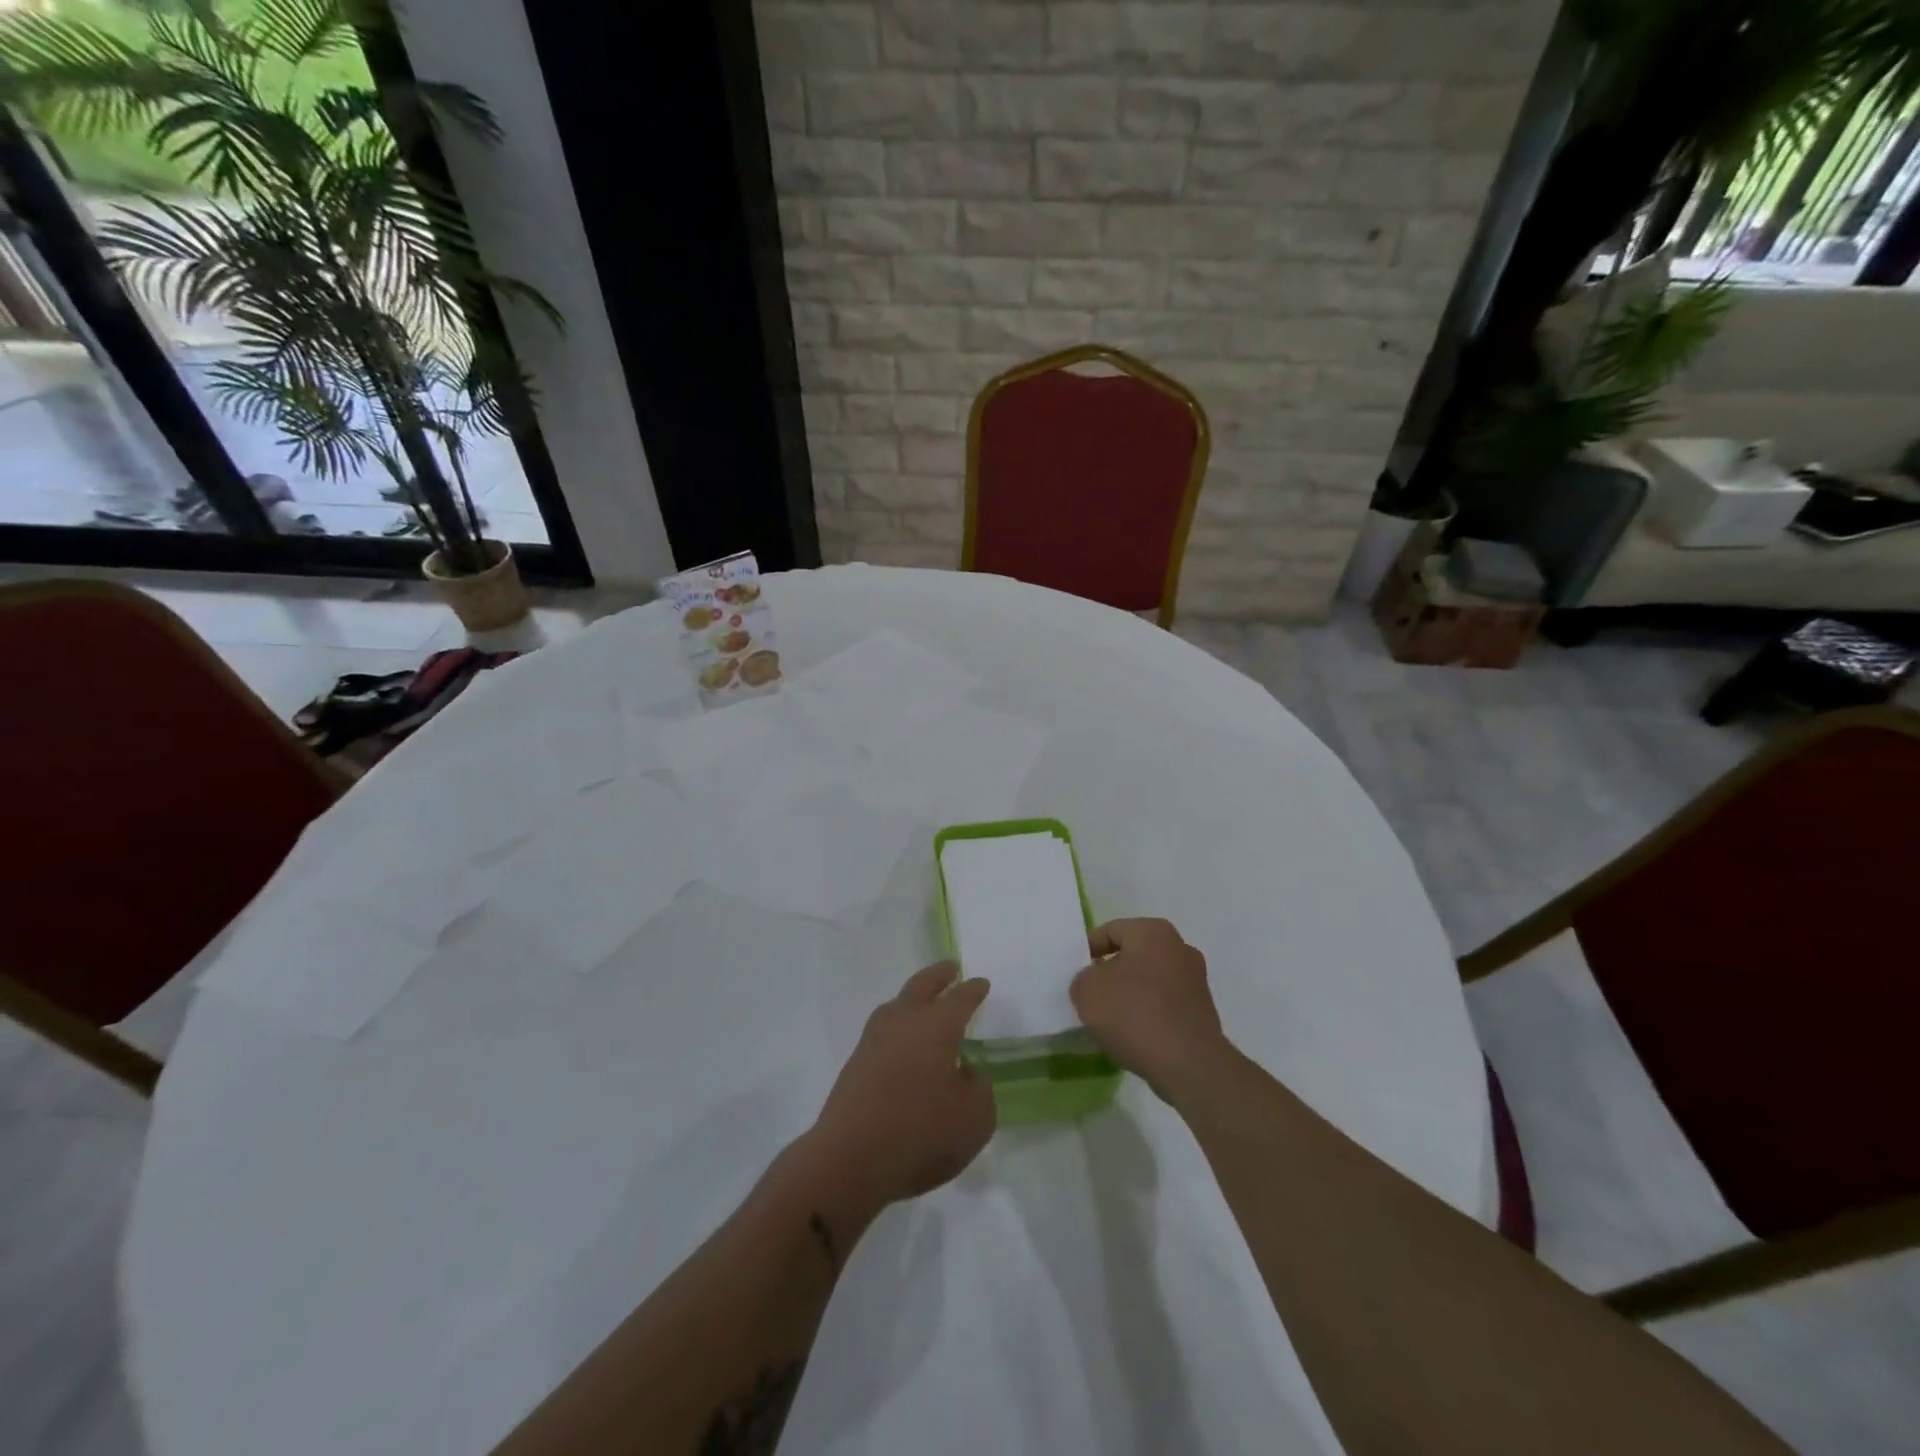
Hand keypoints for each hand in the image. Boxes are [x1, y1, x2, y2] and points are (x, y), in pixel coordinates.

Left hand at [802, 963, 995, 1215]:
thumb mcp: (974, 1120)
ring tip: (922, 1002)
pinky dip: (897, 1027)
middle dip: (939, 975)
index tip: (981, 983)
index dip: (973, 990)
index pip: (960, 998)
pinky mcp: (855, 1065)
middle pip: (922, 986)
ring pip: (896, 1005)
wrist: (850, 1160)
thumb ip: (979, 1090)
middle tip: (950, 968)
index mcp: (937, 1026)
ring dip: (912, 998)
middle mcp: (904, 1022)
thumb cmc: (921, 1134)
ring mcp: (874, 1041)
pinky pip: (882, 1031)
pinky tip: (902, 1044)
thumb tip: (965, 1073)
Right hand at [1071, 918, 1229, 1100]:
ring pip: (1149, 981)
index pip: (1110, 931)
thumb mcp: (1087, 990)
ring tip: (1110, 1021)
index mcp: (1153, 931)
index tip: (1075, 976)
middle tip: (1091, 996)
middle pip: (1132, 955)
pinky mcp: (1203, 1012)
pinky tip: (1134, 1036)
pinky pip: (1164, 1005)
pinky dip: (1148, 1015)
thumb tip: (1094, 983)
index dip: (1087, 951)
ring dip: (1130, 995)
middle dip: (1111, 973)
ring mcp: (1196, 981)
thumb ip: (1083, 978)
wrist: (1188, 1065)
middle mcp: (1180, 948)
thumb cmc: (1134, 1014)